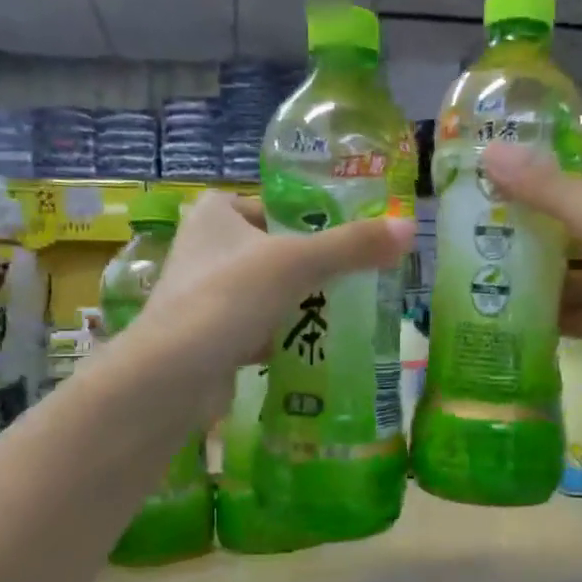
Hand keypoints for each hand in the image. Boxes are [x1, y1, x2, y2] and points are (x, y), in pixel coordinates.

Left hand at [142, 189, 414, 378]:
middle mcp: (204, 247)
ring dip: (301, 301)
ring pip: (268, 290)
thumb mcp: (297, 263)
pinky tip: (317, 344)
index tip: (353, 236)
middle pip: (275, 249)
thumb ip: (352, 246)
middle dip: (314, 265)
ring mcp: (204, 294)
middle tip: (361, 274)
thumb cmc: (228, 298)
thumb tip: (409, 228)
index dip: (313, 218)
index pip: (275, 204)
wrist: (172, 377)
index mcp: (215, 213)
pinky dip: (284, 333)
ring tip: (349, 308)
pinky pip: (258, 325)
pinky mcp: (209, 334)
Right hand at [481, 143, 581, 412]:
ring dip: (535, 277)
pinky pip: (579, 313)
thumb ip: (549, 191)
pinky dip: (551, 316)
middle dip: (527, 232)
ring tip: (478, 277)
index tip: (486, 188)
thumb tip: (492, 152)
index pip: (580, 183)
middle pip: (571, 229)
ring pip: (573, 275)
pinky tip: (510, 317)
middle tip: (470, 236)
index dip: (536, 182)